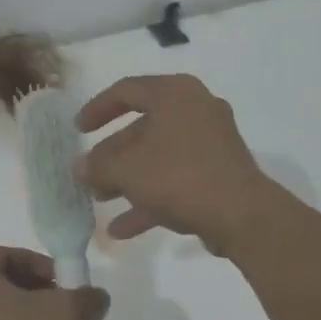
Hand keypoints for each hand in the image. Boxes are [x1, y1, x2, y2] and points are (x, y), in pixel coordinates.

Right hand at [75, 74, 281, 252]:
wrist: (242, 215)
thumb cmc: (178, 176)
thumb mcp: (127, 171)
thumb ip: (97, 167)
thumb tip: (79, 168)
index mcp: (174, 94)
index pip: (126, 90)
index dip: (97, 108)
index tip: (78, 130)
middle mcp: (195, 109)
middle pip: (143, 128)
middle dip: (112, 155)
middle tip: (89, 174)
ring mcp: (211, 142)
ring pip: (159, 156)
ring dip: (128, 179)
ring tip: (100, 201)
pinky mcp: (220, 172)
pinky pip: (177, 178)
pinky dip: (151, 197)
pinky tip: (122, 229)